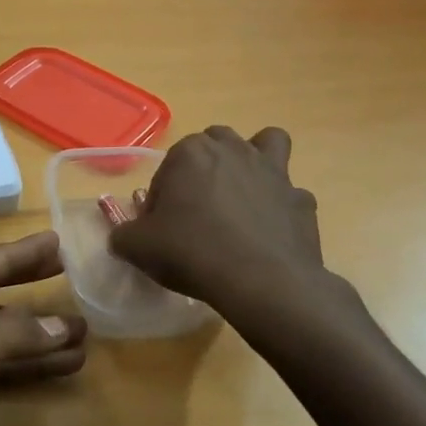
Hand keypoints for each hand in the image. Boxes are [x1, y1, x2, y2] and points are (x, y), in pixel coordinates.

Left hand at [0, 231, 86, 425]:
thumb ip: (19, 333)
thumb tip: (64, 326)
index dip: (26, 253)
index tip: (58, 240)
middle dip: (33, 288)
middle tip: (71, 276)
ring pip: (0, 335)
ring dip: (38, 336)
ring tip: (83, 336)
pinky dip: (24, 367)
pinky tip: (57, 369)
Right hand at [110, 126, 368, 345]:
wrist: (261, 282)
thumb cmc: (191, 252)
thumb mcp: (138, 247)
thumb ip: (123, 235)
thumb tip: (123, 237)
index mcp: (190, 152)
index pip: (168, 167)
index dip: (162, 196)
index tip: (162, 225)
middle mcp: (233, 150)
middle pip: (215, 144)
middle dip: (206, 167)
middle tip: (198, 209)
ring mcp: (274, 171)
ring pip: (266, 144)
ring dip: (254, 161)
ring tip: (242, 195)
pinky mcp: (302, 200)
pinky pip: (290, 194)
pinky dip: (280, 207)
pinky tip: (269, 232)